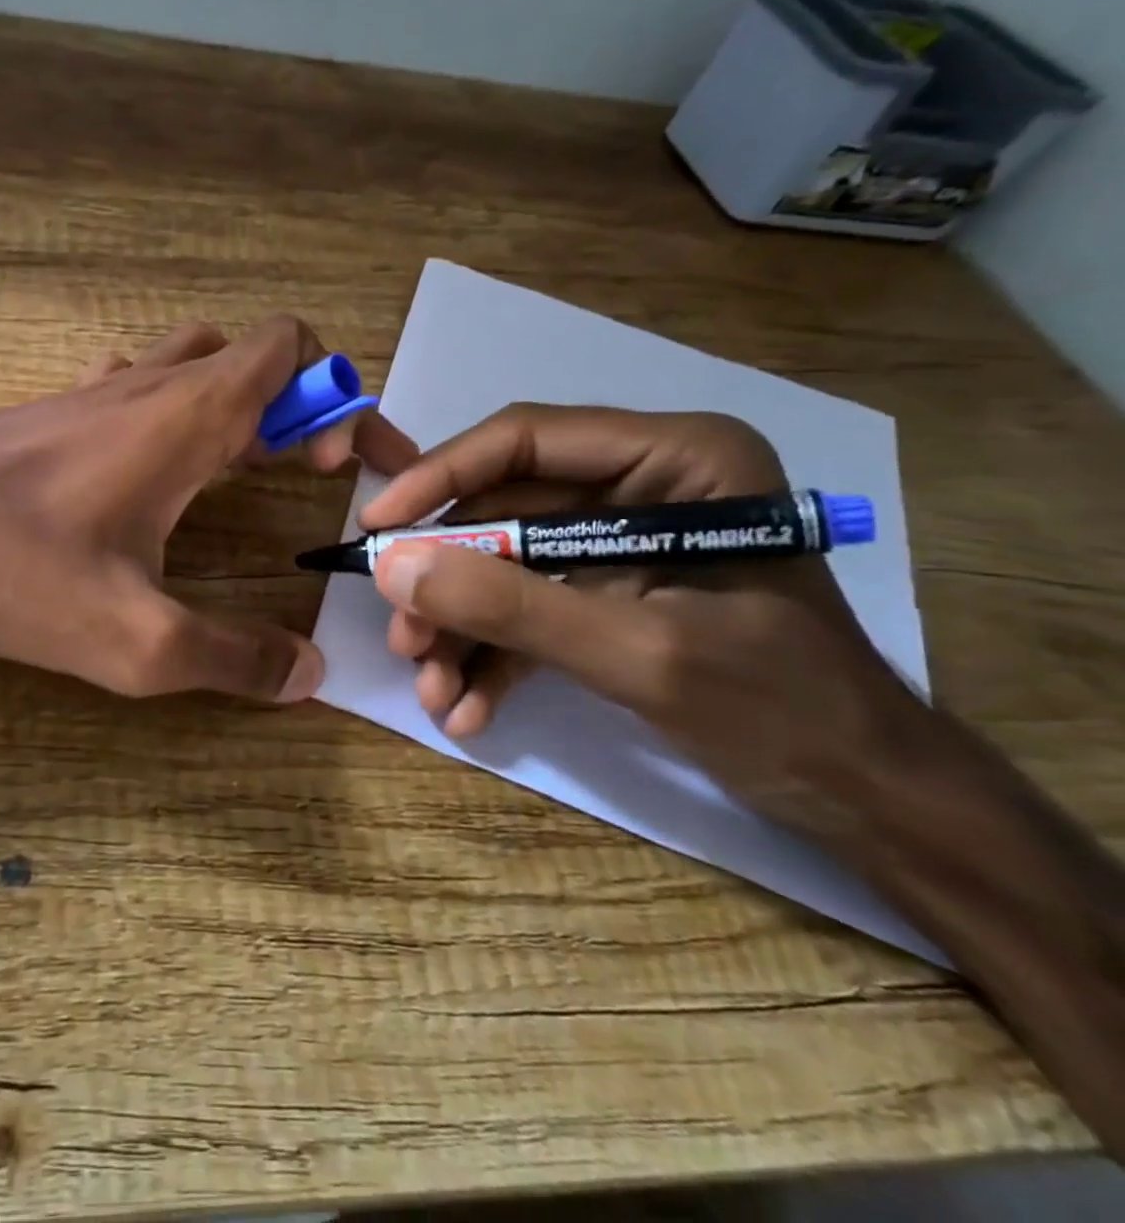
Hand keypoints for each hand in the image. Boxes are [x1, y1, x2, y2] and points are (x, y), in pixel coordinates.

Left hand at [0, 317, 415, 701]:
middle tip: (307, 472)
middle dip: (301, 403)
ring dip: (241, 400)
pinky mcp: (58, 408)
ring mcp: (99, 389)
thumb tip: (306, 674)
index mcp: (188, 417)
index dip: (339, 398)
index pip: (292, 350)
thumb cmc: (10, 566)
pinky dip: (178, 405)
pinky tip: (160, 463)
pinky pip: (141, 381)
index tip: (345, 467)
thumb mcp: (133, 638)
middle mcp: (150, 384)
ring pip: (197, 360)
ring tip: (249, 466)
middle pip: (254, 355)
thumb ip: (230, 657)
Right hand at [360, 404, 924, 829]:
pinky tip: (467, 708)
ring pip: (504, 565)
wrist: (864, 799)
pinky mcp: (604, 592)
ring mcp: (616, 542)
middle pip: (503, 511)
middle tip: (403, 635)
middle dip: (449, 582)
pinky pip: (528, 607)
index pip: (526, 440)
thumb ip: (510, 606)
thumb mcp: (638, 652)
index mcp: (674, 459)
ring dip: (461, 629)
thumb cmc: (782, 707)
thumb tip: (392, 567)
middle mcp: (638, 485)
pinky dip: (493, 656)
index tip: (375, 528)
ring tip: (432, 689)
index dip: (440, 478)